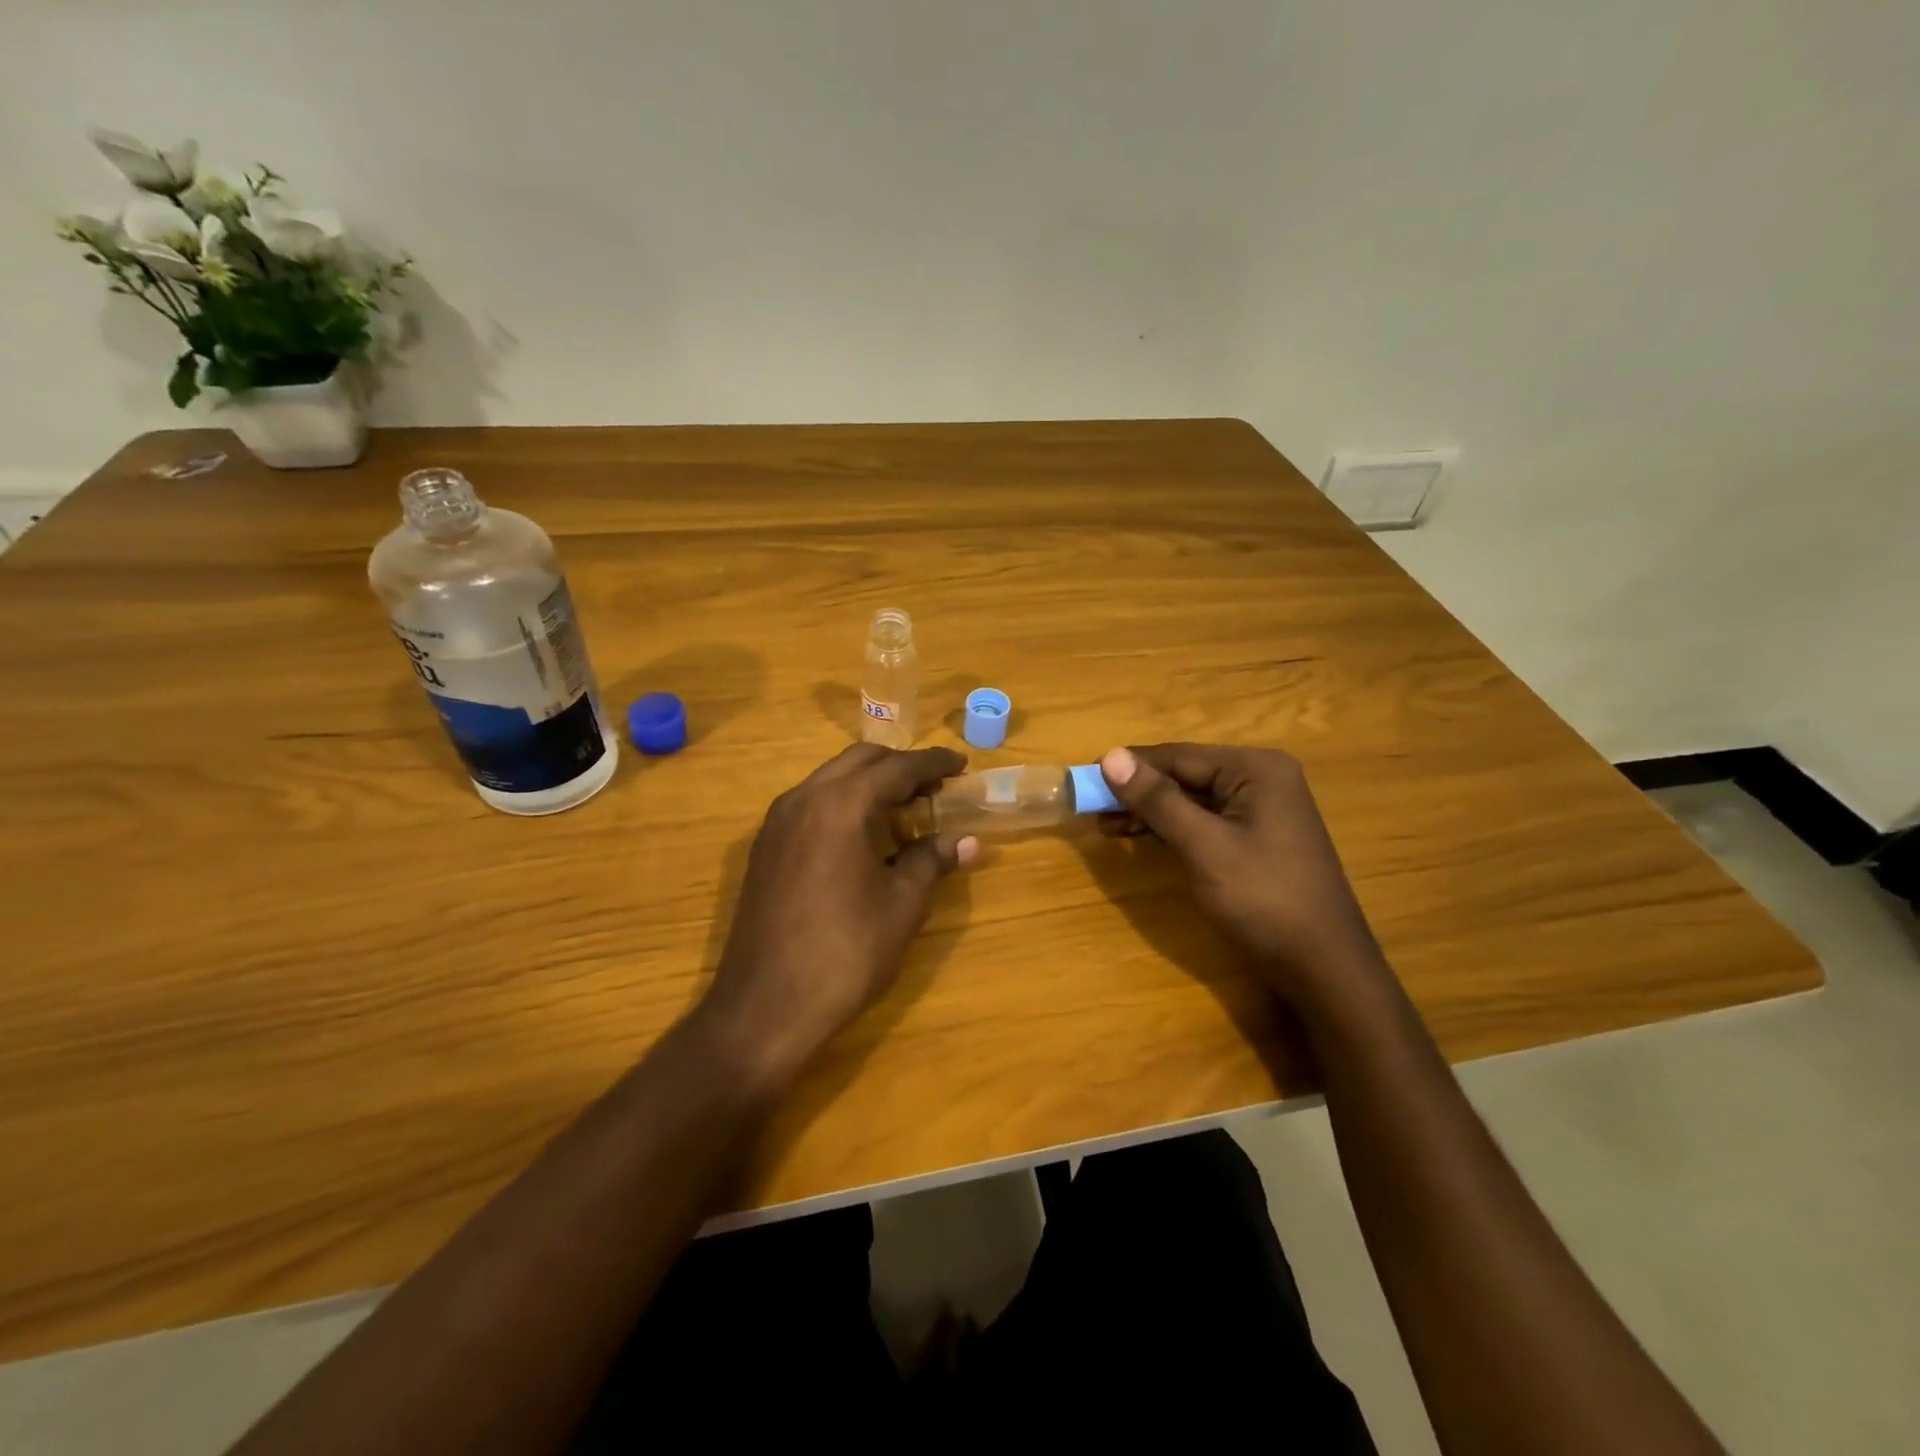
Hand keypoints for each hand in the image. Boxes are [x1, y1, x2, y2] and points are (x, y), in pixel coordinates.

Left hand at [696, 744, 977, 1090]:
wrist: (765, 1008)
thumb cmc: (845, 953)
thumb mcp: (901, 905)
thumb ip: (931, 860)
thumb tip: (966, 842)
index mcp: (840, 805)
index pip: (896, 768)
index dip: (933, 763)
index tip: (962, 764)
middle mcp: (803, 799)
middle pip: (859, 761)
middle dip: (900, 766)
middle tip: (936, 785)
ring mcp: (777, 823)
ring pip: (831, 780)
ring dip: (869, 784)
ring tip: (905, 808)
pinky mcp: (765, 848)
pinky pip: (811, 805)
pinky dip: (844, 803)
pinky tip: (864, 835)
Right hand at [1098, 743, 1389, 1010]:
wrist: (1323, 967)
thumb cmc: (1263, 899)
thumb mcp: (1203, 846)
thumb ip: (1157, 799)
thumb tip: (1110, 756)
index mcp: (1255, 769)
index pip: (1178, 756)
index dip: (1129, 766)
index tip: (1083, 778)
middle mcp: (1261, 778)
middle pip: (1184, 774)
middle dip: (1138, 791)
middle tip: (1091, 807)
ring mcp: (1262, 809)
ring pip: (1191, 799)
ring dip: (1150, 811)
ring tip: (1106, 825)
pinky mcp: (1257, 837)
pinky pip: (1205, 820)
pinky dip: (1172, 828)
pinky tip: (1141, 837)